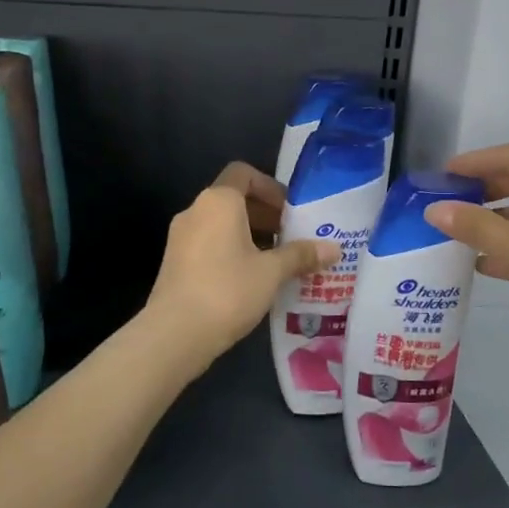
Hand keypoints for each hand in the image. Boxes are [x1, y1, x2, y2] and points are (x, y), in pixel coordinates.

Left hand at [144, 164, 338, 363]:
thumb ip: (301, 255)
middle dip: (265, 215)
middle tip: (292, 238)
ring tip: (277, 262)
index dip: (270, 187)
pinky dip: (231, 251)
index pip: (243, 173)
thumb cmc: (228, 291)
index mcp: (218, 201)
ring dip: (250, 236)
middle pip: (233, 199)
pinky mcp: (175, 263)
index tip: (291, 211)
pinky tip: (252, 280)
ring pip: (221, 224)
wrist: (174, 334)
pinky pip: (209, 244)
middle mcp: (195, 211)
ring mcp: (180, 237)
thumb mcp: (272, 272)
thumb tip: (334, 249)